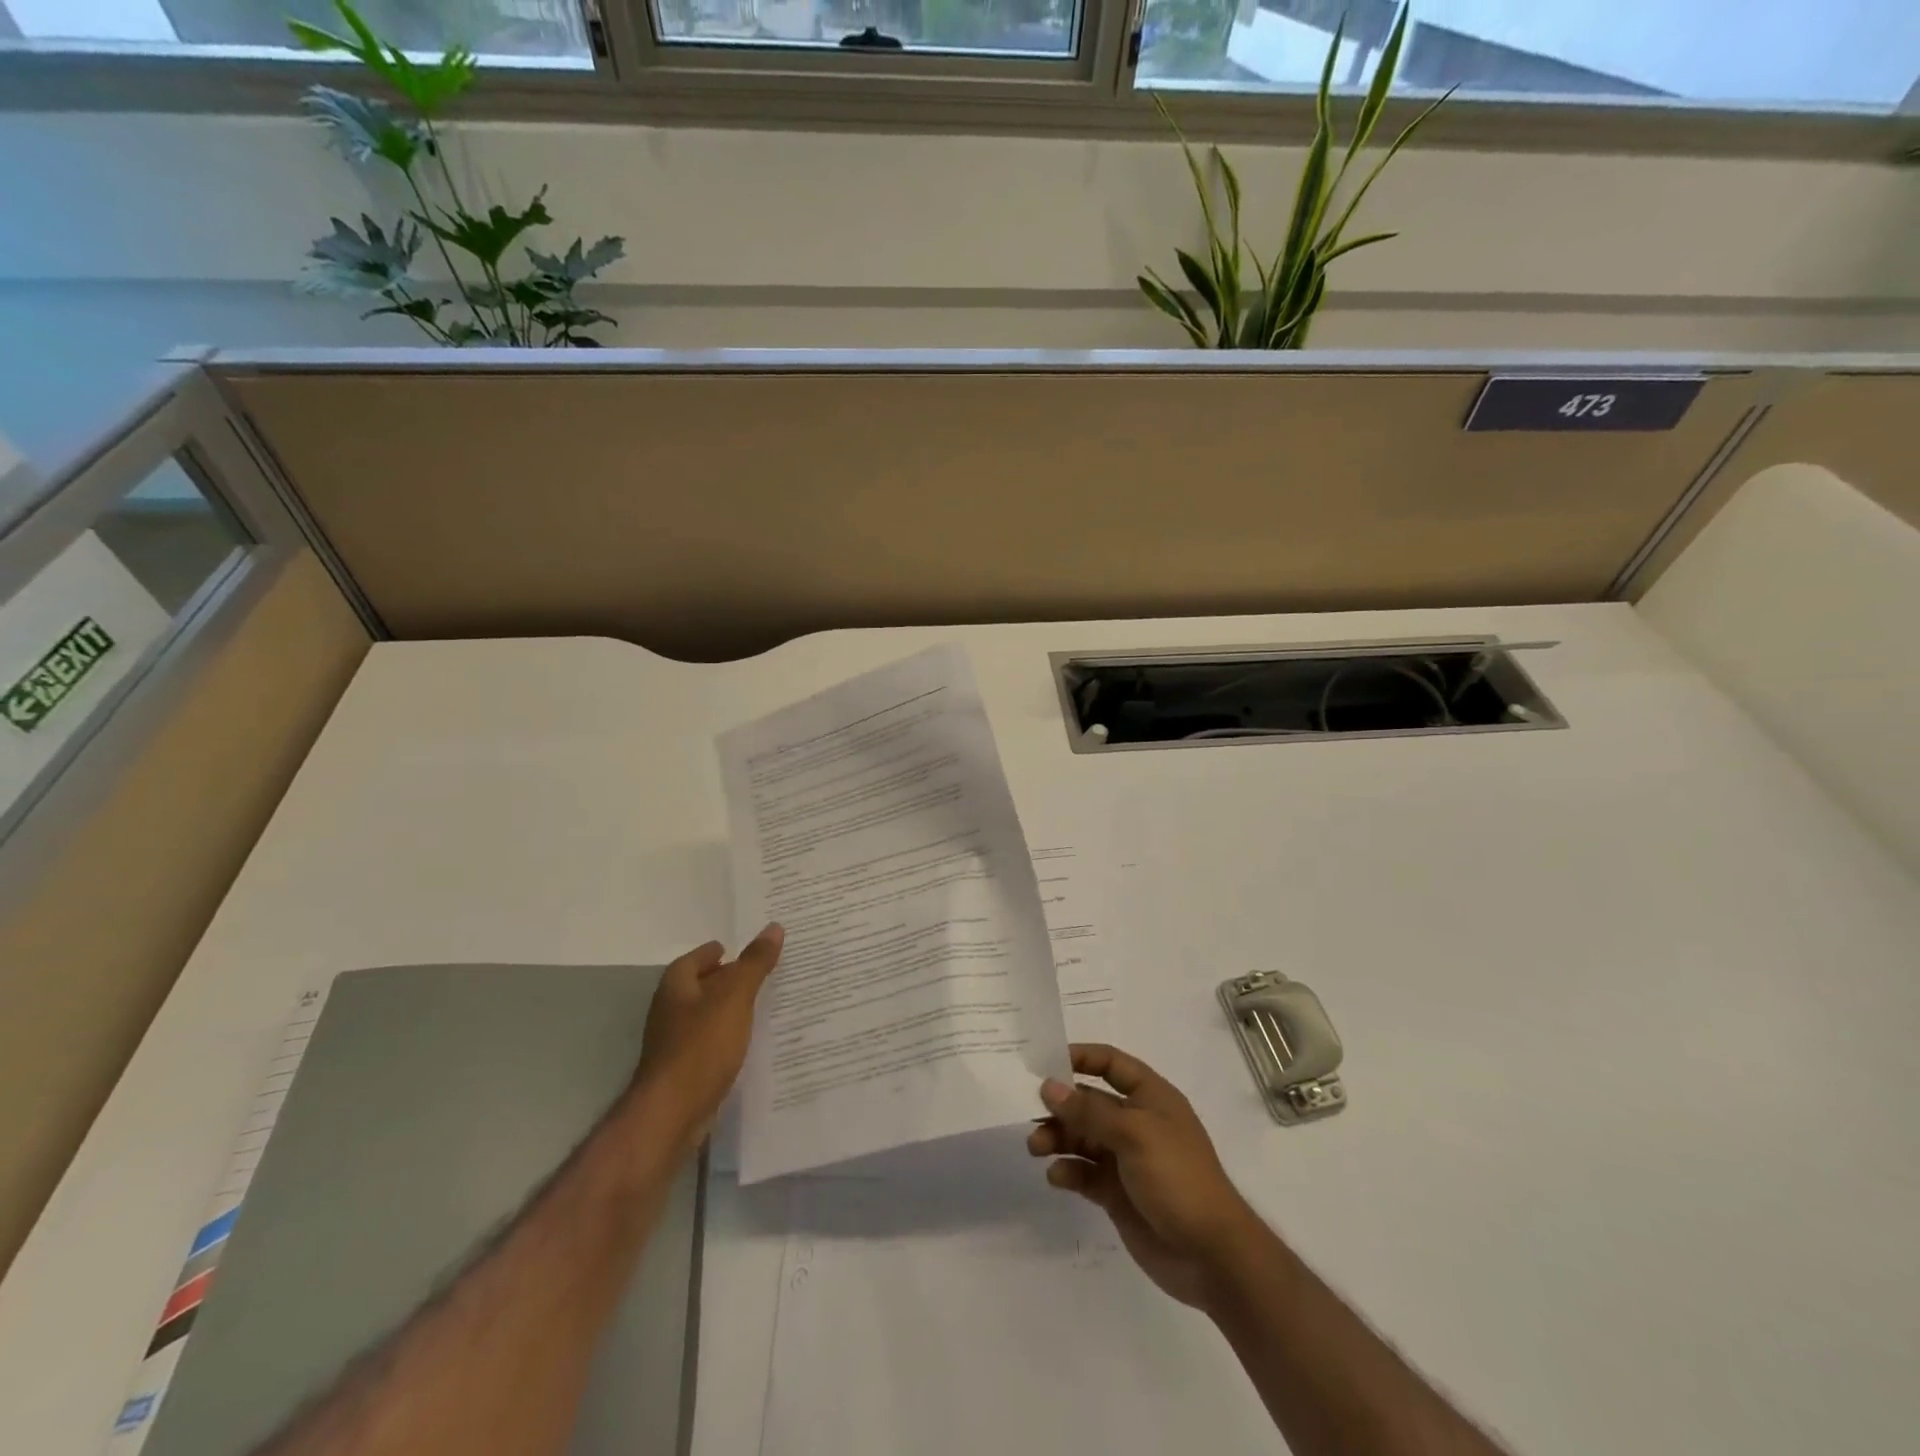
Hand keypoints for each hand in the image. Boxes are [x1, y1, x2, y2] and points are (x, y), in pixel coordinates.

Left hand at [633, 924, 783, 1146]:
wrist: (672, 1113)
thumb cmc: (701, 1046)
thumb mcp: (735, 998)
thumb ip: (754, 964)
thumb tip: (774, 927)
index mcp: (676, 986)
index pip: (698, 957)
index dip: (719, 951)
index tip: (742, 948)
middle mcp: (670, 1009)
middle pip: (702, 985)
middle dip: (728, 978)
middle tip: (762, 972)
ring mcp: (674, 1041)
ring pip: (707, 1014)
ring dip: (730, 1008)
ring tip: (764, 1003)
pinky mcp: (684, 1068)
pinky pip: (711, 1040)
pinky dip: (729, 1034)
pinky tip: (750, 1040)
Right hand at [1028, 1042, 1261, 1310]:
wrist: (1211, 1255)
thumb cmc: (1177, 1178)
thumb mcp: (1134, 1134)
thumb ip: (1088, 1111)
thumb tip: (1048, 1086)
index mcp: (1150, 1097)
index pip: (1111, 1064)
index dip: (1081, 1057)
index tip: (1045, 1063)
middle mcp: (1137, 1122)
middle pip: (1090, 1102)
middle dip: (1060, 1106)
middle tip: (1029, 1114)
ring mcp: (1126, 1159)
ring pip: (1082, 1137)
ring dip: (1058, 1138)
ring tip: (1036, 1148)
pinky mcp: (1117, 1193)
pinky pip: (1085, 1173)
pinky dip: (1068, 1171)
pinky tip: (1057, 1177)